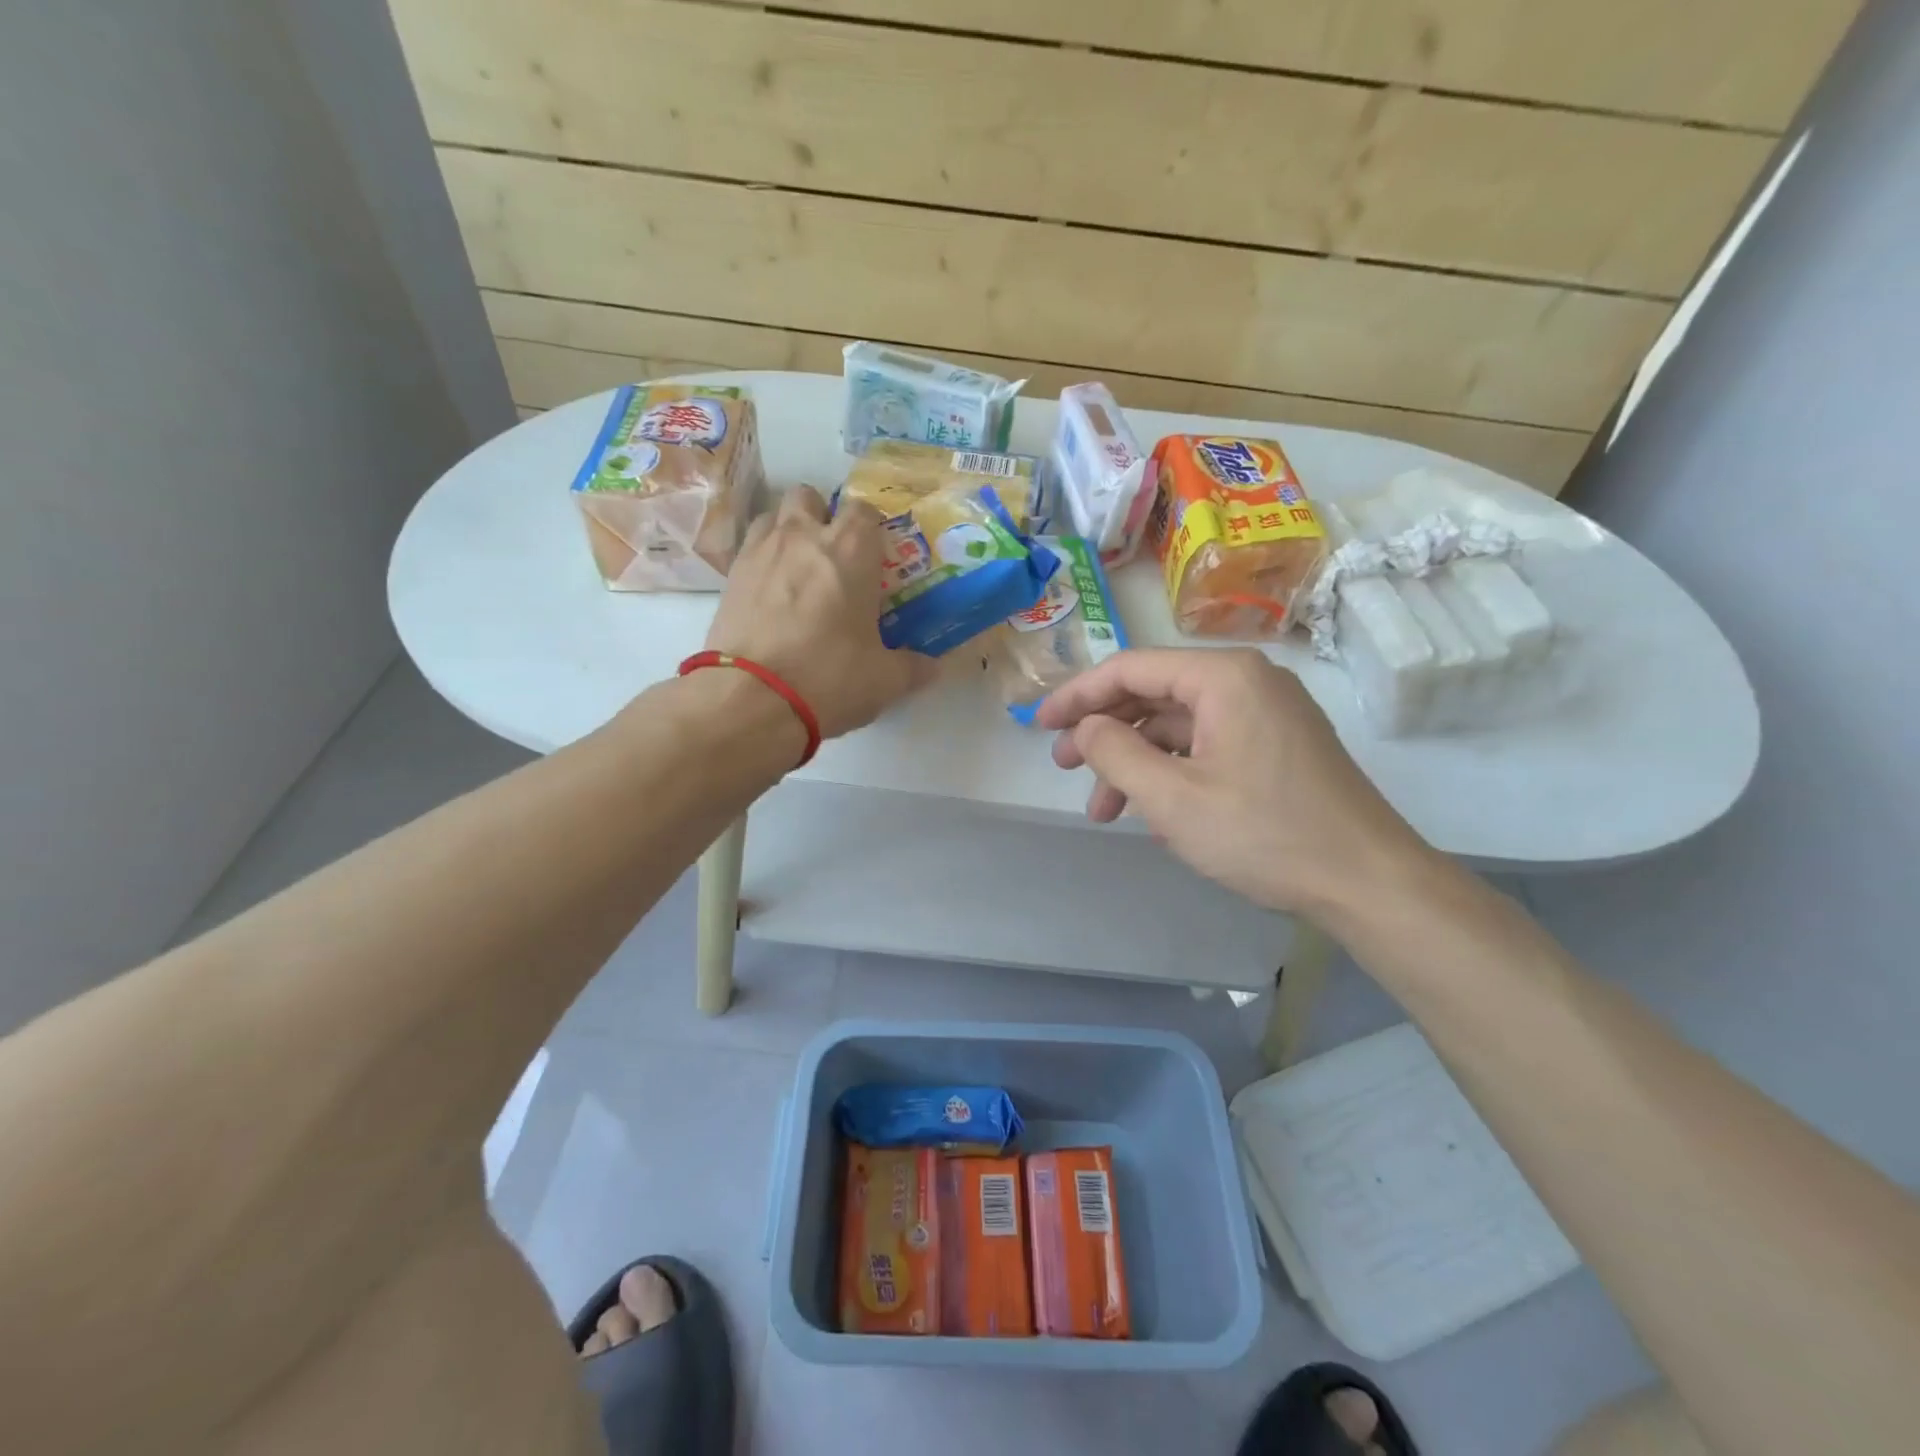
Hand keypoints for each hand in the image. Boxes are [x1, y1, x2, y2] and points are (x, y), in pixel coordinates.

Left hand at [706, 486, 933, 738]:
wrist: (751, 699)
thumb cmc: (829, 678)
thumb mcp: (884, 680)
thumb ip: (912, 667)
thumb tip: (932, 668)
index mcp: (851, 550)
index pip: (864, 510)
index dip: (870, 529)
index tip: (875, 557)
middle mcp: (803, 536)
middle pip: (811, 497)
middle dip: (822, 517)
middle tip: (833, 557)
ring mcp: (760, 551)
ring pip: (774, 516)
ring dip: (787, 532)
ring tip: (797, 571)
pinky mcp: (729, 576)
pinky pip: (748, 549)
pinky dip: (762, 561)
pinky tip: (770, 596)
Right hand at [1035, 648, 1433, 921]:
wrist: (1369, 882)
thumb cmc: (1265, 834)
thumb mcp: (1173, 798)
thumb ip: (1116, 753)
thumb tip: (1085, 727)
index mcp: (1223, 677)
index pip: (1131, 668)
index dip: (1078, 695)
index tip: (1041, 725)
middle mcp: (1247, 681)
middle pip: (1154, 693)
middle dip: (1104, 731)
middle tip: (1065, 767)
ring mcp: (1266, 714)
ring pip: (1178, 725)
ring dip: (1135, 762)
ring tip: (1103, 810)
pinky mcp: (1276, 745)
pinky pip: (1207, 745)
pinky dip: (1172, 772)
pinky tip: (1153, 813)